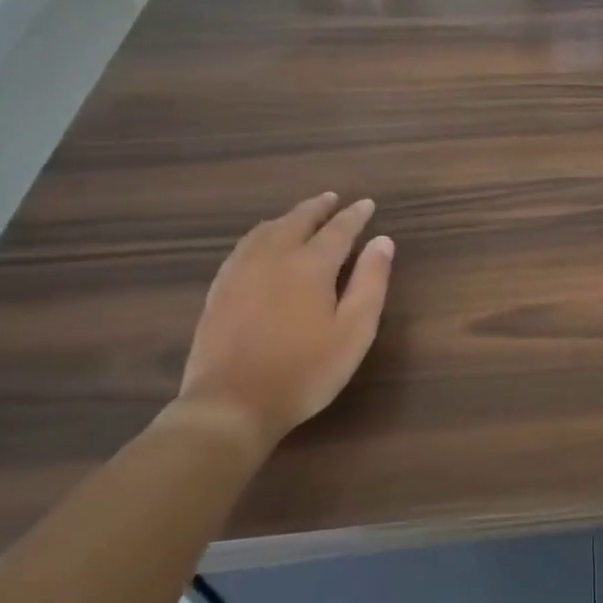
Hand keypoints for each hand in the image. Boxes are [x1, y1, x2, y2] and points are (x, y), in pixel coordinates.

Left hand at [169, 192, 393, 452]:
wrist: (231, 404)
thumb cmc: (305, 370)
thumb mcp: (354, 331)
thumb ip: (371, 282)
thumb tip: (382, 241)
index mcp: (310, 265)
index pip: (338, 229)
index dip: (355, 215)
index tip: (367, 204)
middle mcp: (274, 257)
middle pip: (298, 221)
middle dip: (319, 207)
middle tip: (334, 198)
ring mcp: (240, 272)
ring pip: (266, 230)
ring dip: (289, 217)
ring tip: (301, 215)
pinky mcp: (219, 290)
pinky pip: (242, 247)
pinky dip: (261, 234)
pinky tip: (261, 244)